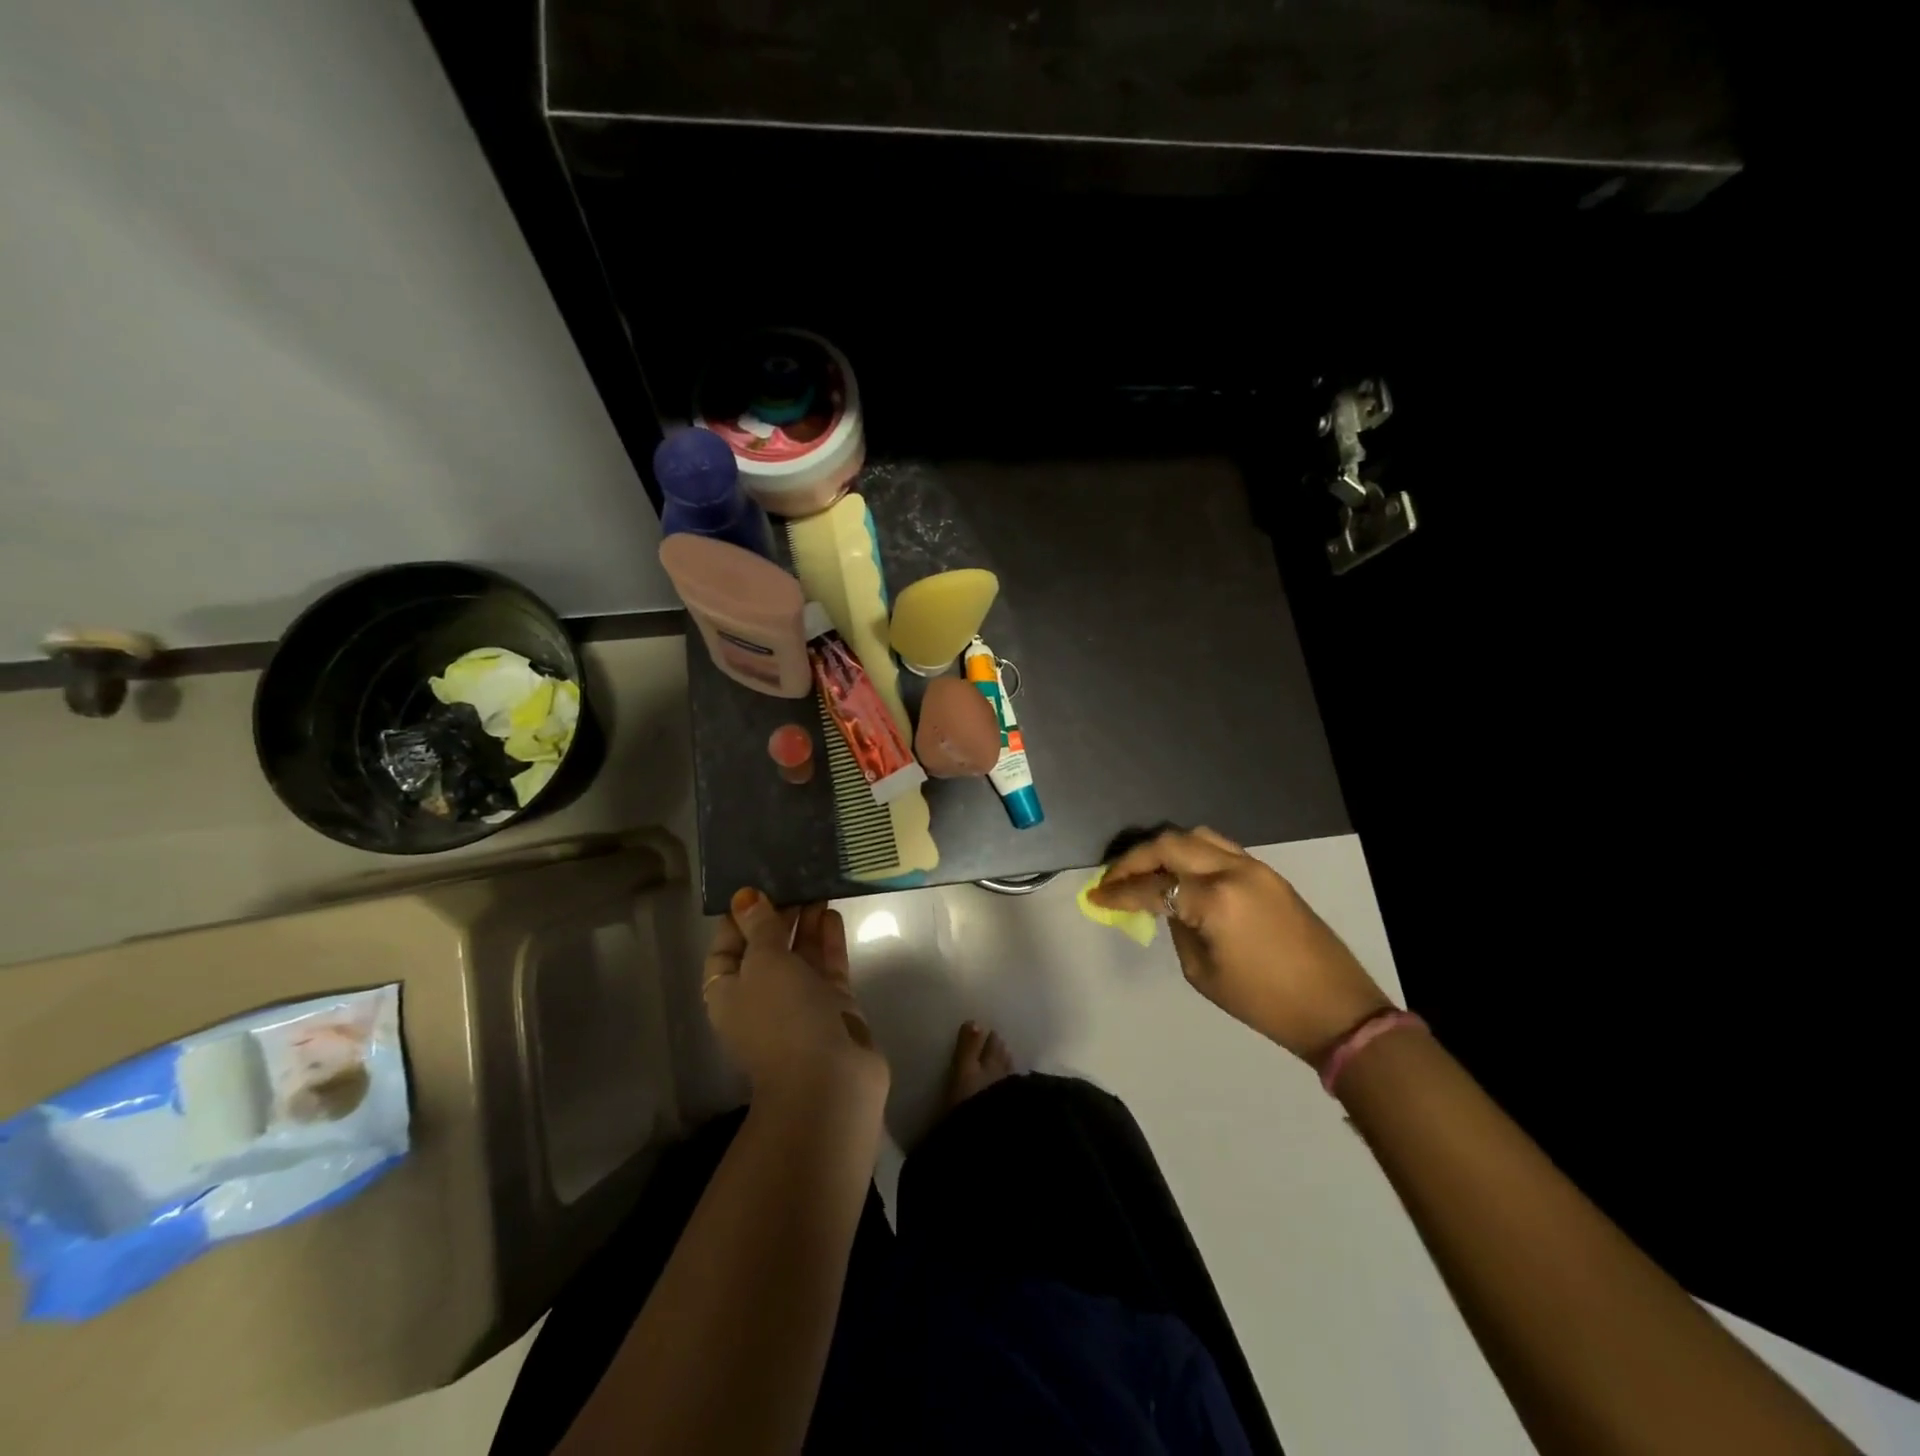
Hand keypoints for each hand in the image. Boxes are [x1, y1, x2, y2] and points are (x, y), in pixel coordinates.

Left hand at [703, 889, 889, 1114]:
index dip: (738, 919)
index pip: (725, 949)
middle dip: (778, 915)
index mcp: (728, 993)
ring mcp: (800, 1002)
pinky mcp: (833, 1006)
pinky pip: (827, 966)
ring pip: (800, 954)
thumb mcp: (764, 963)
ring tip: (817, 886)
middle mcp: (761, 997)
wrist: (828, 1080)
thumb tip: (745, 897)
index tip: (756, 887)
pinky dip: (828, 940)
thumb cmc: (782, 1016)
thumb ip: (760, 927)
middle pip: (767, 948)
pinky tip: (832, 913)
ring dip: (806, 922)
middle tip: (795, 879)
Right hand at [1089, 827, 1390, 1061]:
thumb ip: (1178, 928)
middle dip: (1134, 859)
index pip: (1153, 886)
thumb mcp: (1203, 973)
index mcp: (1215, 901)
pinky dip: (1191, 853)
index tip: (1094, 896)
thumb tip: (1167, 905)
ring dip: (1164, 848)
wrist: (1336, 1008)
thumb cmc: (1264, 1002)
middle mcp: (1233, 871)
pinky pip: (1219, 848)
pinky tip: (1179, 872)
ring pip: (1196, 836)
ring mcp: (1255, 867)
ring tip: (1144, 869)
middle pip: (1170, 844)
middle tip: (1113, 877)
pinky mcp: (1269, 873)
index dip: (1119, 891)